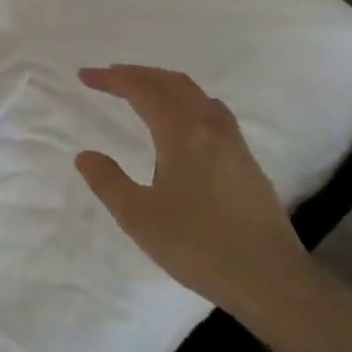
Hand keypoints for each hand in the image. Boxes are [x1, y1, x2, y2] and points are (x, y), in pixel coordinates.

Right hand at [75, 65, 327, 323]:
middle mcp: (211, 128)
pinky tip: (182, 126)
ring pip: (198, 96)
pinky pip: (213, 113)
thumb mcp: (137, 216)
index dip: (113, 79)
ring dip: (166, 86)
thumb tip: (86, 155)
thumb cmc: (195, 244)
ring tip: (143, 94)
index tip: (85, 76)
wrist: (267, 277)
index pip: (143, 90)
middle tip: (109, 78)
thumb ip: (107, 181)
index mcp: (182, 134)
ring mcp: (234, 144)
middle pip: (174, 83)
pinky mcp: (246, 163)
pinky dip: (187, 103)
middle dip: (139, 74)